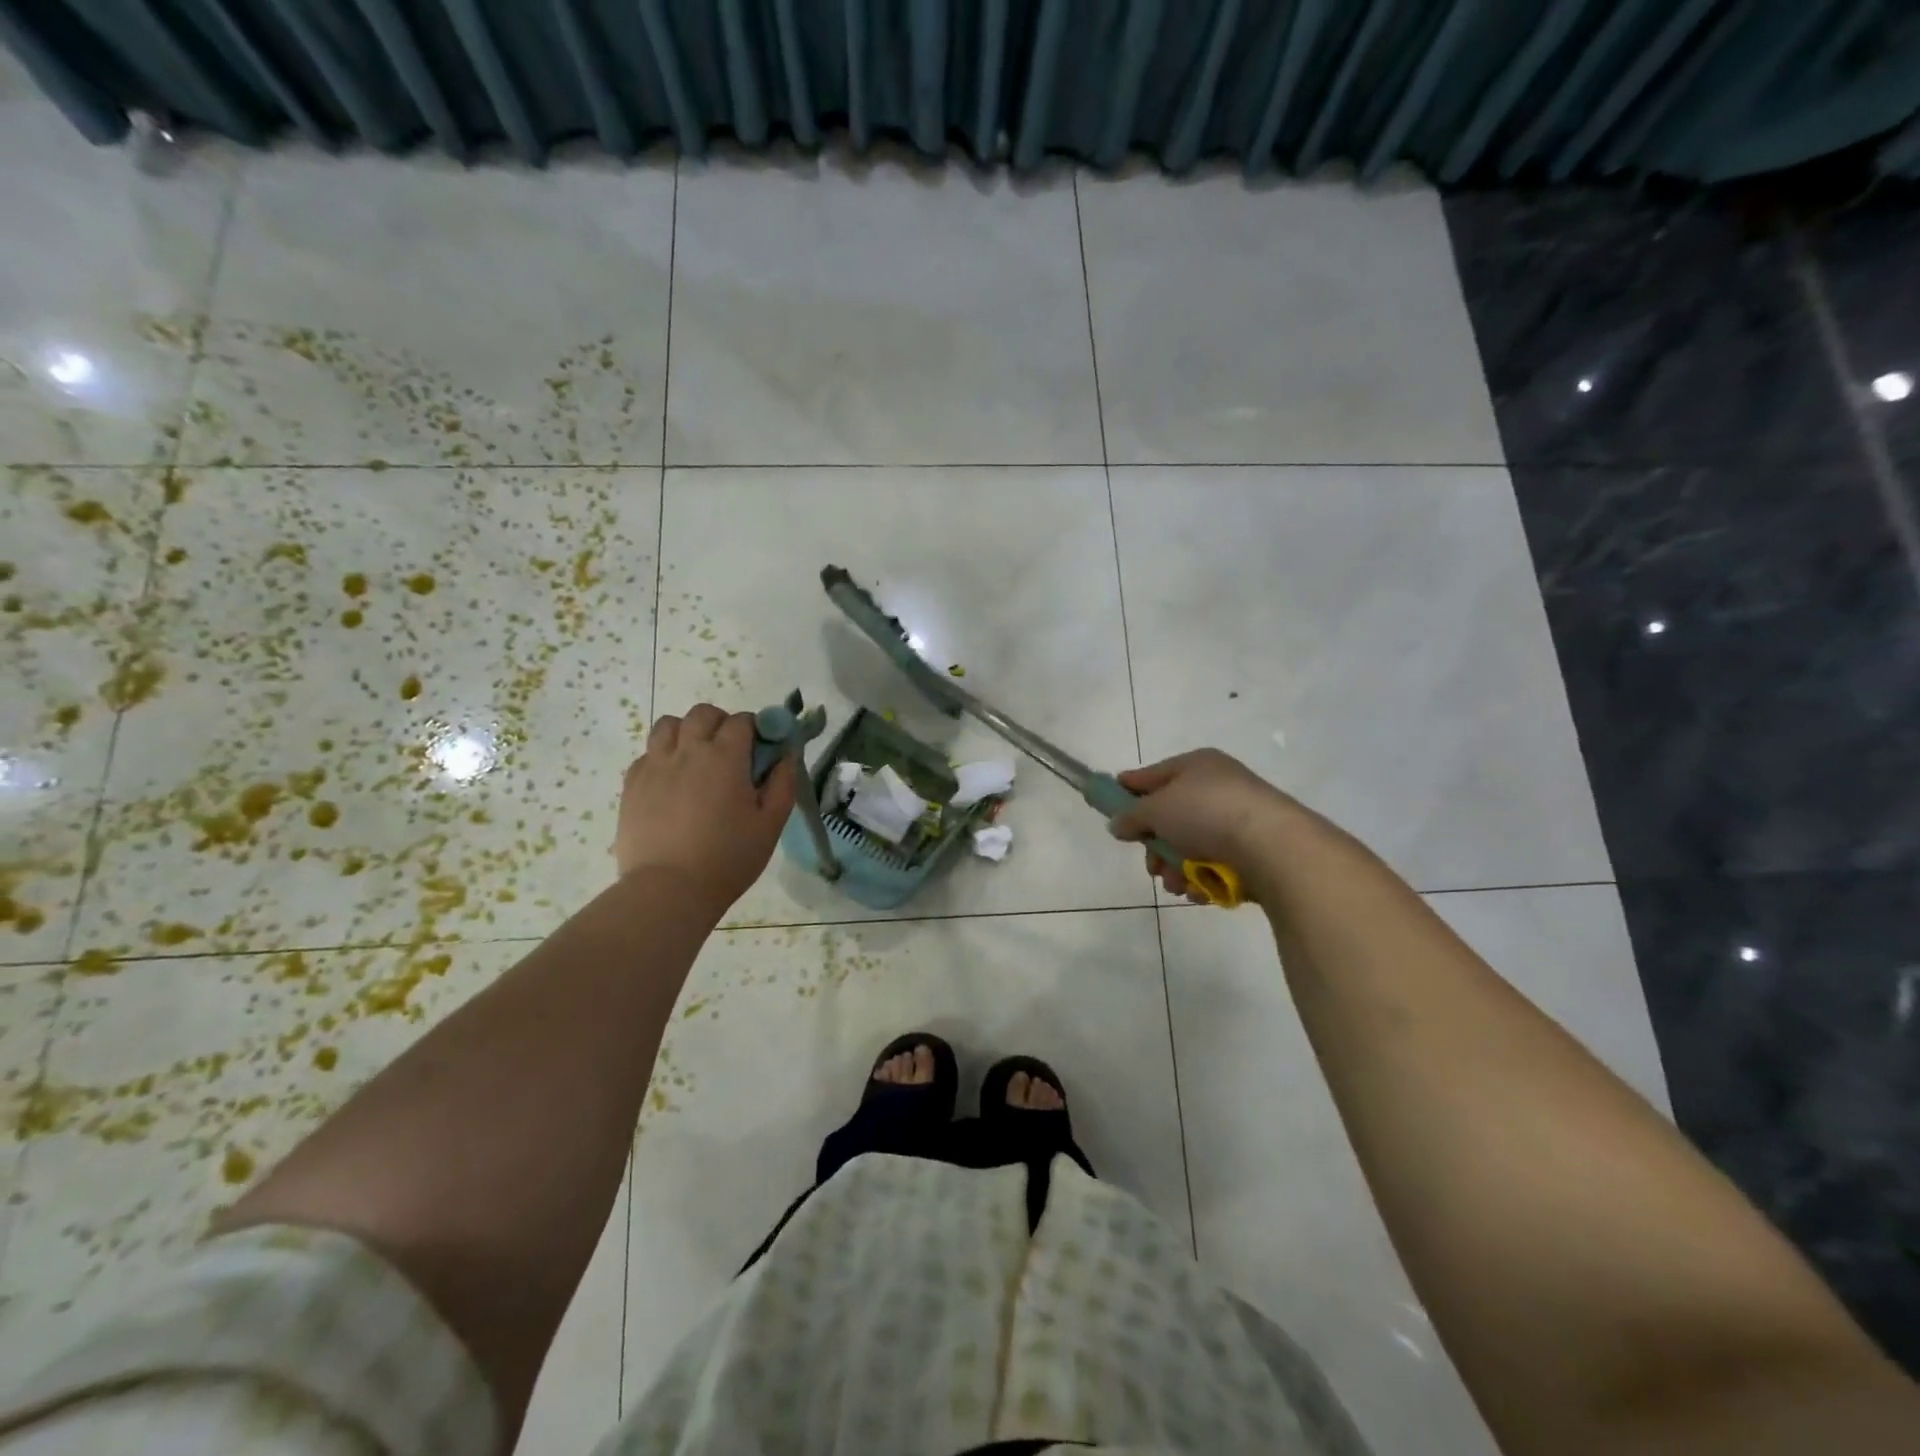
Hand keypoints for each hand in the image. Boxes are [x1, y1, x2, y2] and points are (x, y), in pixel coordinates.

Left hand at [613, 705, 795, 914]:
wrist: (668, 890)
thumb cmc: (728, 858)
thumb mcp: (770, 824)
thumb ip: (782, 784)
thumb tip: (786, 756)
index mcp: (725, 757)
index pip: (742, 721)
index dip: (755, 729)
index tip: (761, 750)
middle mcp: (688, 751)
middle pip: (703, 714)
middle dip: (721, 723)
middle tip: (730, 753)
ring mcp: (655, 765)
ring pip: (669, 725)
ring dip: (687, 732)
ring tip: (696, 759)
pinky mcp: (632, 784)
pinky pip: (647, 753)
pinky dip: (663, 756)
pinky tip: (672, 782)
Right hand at [1110, 749, 1304, 901]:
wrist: (1271, 846)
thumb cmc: (1206, 813)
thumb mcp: (1156, 809)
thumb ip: (1131, 815)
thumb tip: (1118, 823)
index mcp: (1196, 766)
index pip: (1152, 775)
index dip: (1129, 790)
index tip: (1108, 807)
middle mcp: (1217, 788)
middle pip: (1170, 818)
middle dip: (1156, 847)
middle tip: (1152, 865)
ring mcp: (1236, 821)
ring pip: (1189, 847)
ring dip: (1176, 869)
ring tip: (1178, 883)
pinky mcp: (1251, 852)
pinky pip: (1213, 865)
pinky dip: (1202, 879)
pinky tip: (1199, 889)